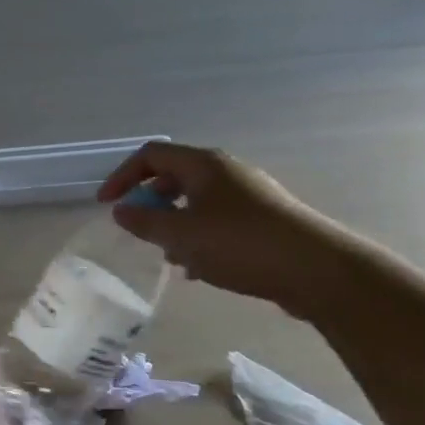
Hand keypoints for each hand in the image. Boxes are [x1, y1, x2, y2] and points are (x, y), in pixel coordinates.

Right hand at [97, 142, 350, 314]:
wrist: (316, 269)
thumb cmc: (240, 244)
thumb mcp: (181, 236)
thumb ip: (145, 222)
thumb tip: (121, 210)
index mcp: (204, 164)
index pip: (151, 155)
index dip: (122, 176)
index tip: (108, 205)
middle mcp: (226, 171)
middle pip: (174, 176)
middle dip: (150, 201)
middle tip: (139, 229)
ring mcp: (249, 194)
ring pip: (197, 201)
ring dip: (175, 223)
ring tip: (170, 255)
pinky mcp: (264, 219)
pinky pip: (218, 219)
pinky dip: (200, 236)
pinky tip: (200, 268)